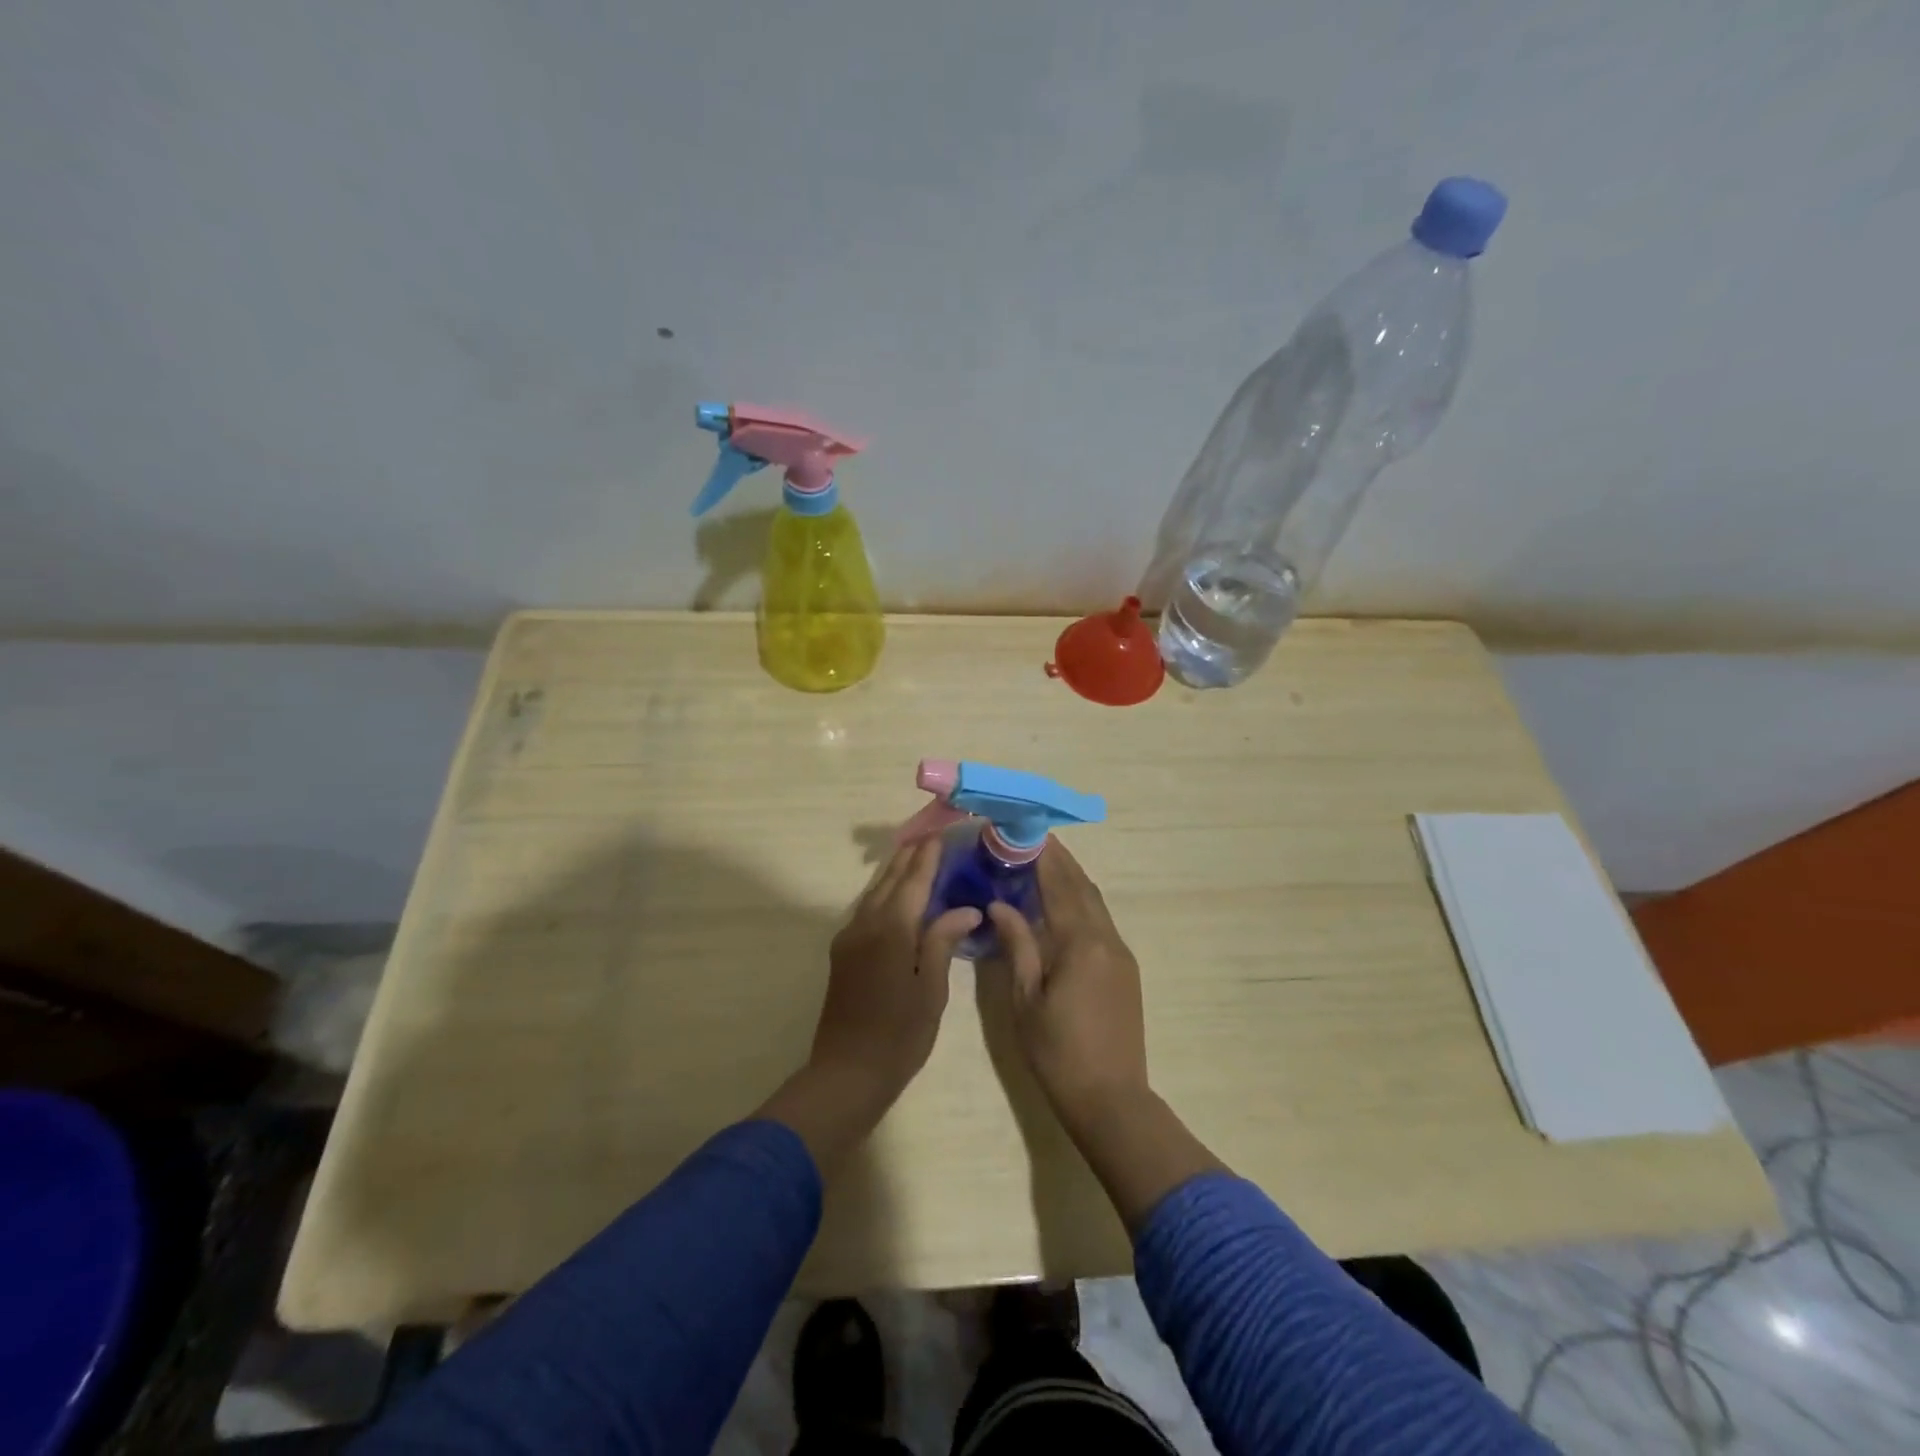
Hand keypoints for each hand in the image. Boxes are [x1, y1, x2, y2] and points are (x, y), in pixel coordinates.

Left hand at [809, 838, 980, 1114]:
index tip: (942, 833)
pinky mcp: (843, 952)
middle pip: (890, 880)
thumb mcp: (931, 990)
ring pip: (875, 892)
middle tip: (932, 835)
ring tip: (916, 855)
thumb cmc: (899, 1035)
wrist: (846, 1072)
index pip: (913, 881)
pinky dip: (885, 893)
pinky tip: (897, 895)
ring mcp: (849, 937)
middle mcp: (866, 924)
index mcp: (892, 930)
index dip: (928, 856)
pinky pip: (866, 909)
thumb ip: (942, 942)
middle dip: (910, 856)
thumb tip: (966, 908)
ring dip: (896, 872)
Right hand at [988, 841, 1149, 1133]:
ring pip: (1096, 903)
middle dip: (1060, 861)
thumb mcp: (1026, 1000)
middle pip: (1083, 887)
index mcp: (1081, 943)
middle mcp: (1107, 939)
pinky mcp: (1126, 969)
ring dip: (1073, 880)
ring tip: (1045, 864)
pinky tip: (1063, 906)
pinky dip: (1081, 903)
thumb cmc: (1058, 1052)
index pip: (1060, 886)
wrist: (1111, 1098)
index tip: (1025, 833)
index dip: (1043, 857)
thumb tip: (1000, 904)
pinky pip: (1102, 922)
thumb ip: (1017, 945)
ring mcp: (1121, 954)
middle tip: (1032, 841)